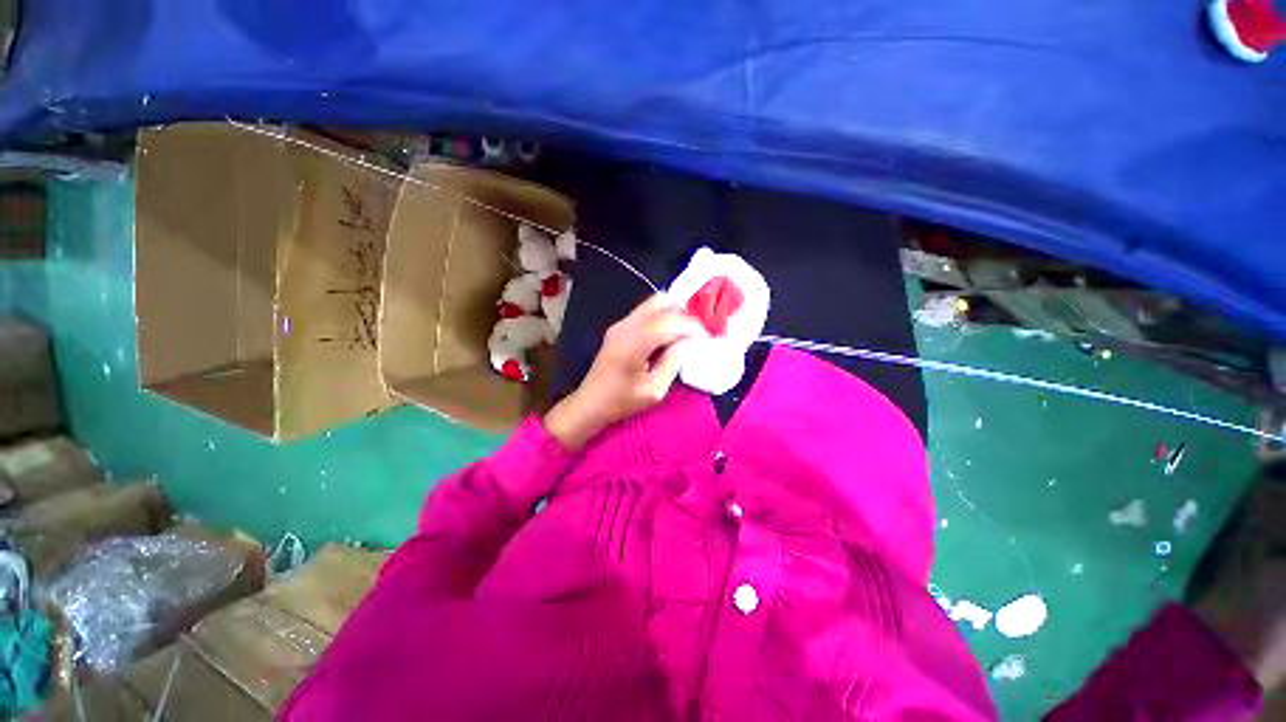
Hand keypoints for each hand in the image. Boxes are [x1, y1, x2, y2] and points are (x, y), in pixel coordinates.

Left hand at [545, 295, 706, 449]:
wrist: (591, 402)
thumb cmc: (622, 402)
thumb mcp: (654, 390)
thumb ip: (673, 363)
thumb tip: (687, 343)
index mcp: (633, 343)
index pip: (669, 323)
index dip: (692, 327)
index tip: (708, 337)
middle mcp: (626, 326)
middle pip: (662, 305)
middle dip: (685, 316)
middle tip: (698, 333)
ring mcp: (620, 324)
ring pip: (654, 303)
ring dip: (673, 313)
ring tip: (686, 332)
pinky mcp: (619, 326)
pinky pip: (646, 311)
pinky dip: (663, 316)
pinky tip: (670, 333)